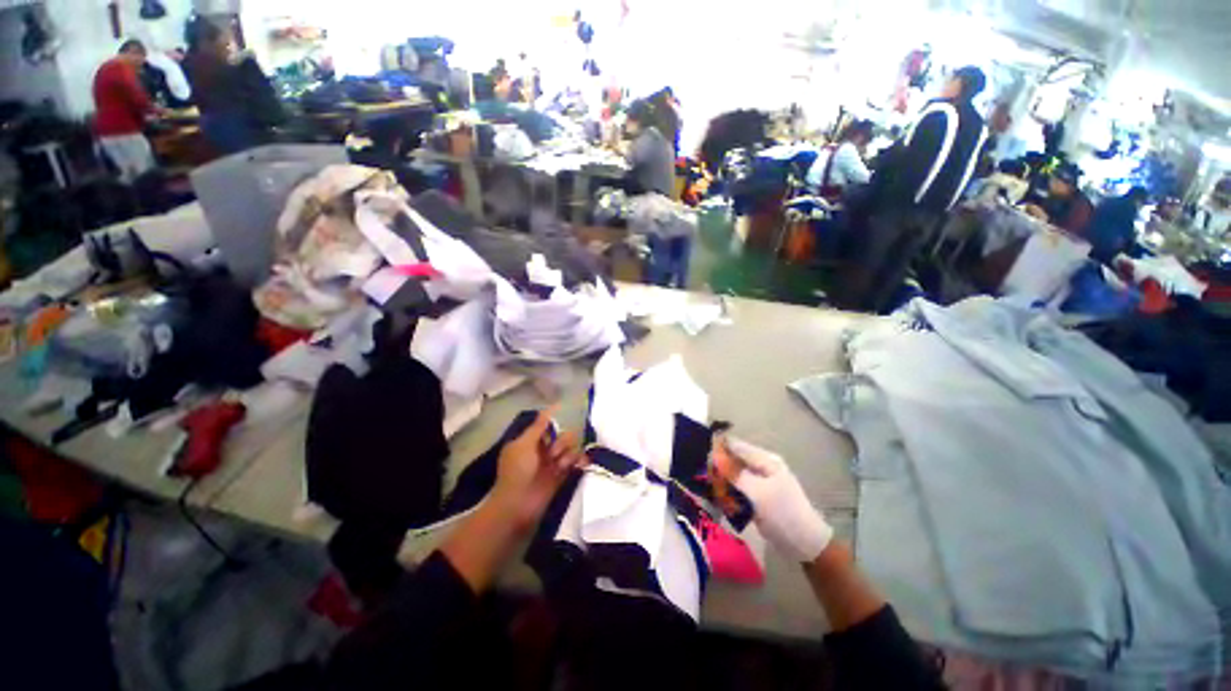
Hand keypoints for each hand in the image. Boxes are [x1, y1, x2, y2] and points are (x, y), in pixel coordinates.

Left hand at [489, 408, 584, 533]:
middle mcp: (543, 449)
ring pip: (570, 447)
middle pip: (562, 435)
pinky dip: (579, 460)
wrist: (518, 505)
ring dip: (568, 453)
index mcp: (530, 440)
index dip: (554, 420)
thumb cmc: (517, 471)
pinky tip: (579, 464)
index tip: (565, 412)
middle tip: (553, 453)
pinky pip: (576, 461)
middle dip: (561, 441)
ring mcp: (553, 462)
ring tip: (560, 465)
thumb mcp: (524, 444)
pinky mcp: (563, 475)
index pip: (547, 425)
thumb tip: (552, 407)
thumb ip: (539, 426)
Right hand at [717, 437, 832, 562]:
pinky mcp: (758, 496)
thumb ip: (734, 473)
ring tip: (711, 491)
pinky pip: (738, 489)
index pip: (736, 446)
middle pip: (734, 460)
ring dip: (723, 482)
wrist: (805, 544)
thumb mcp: (757, 492)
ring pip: (734, 475)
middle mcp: (762, 467)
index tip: (700, 456)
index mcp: (765, 460)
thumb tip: (713, 455)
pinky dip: (729, 493)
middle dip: (719, 468)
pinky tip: (721, 500)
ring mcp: (760, 482)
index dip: (718, 448)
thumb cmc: (783, 513)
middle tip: (705, 478)